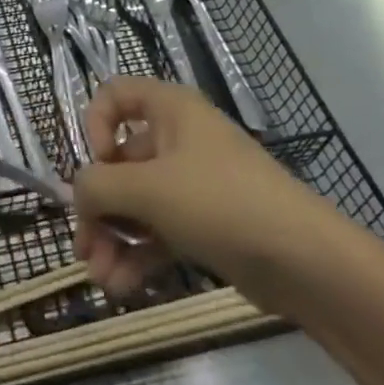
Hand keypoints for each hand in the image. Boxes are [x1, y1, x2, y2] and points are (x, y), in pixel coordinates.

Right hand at [73, 77, 330, 300]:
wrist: (305, 262)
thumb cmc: (221, 202)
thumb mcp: (150, 189)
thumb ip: (99, 187)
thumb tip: (78, 194)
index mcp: (168, 110)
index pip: (114, 95)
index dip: (95, 125)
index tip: (98, 164)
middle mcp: (177, 139)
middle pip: (119, 162)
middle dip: (98, 206)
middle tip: (84, 248)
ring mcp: (192, 184)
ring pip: (136, 203)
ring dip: (113, 239)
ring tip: (102, 281)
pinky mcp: (204, 225)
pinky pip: (158, 232)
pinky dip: (138, 256)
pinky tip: (122, 289)